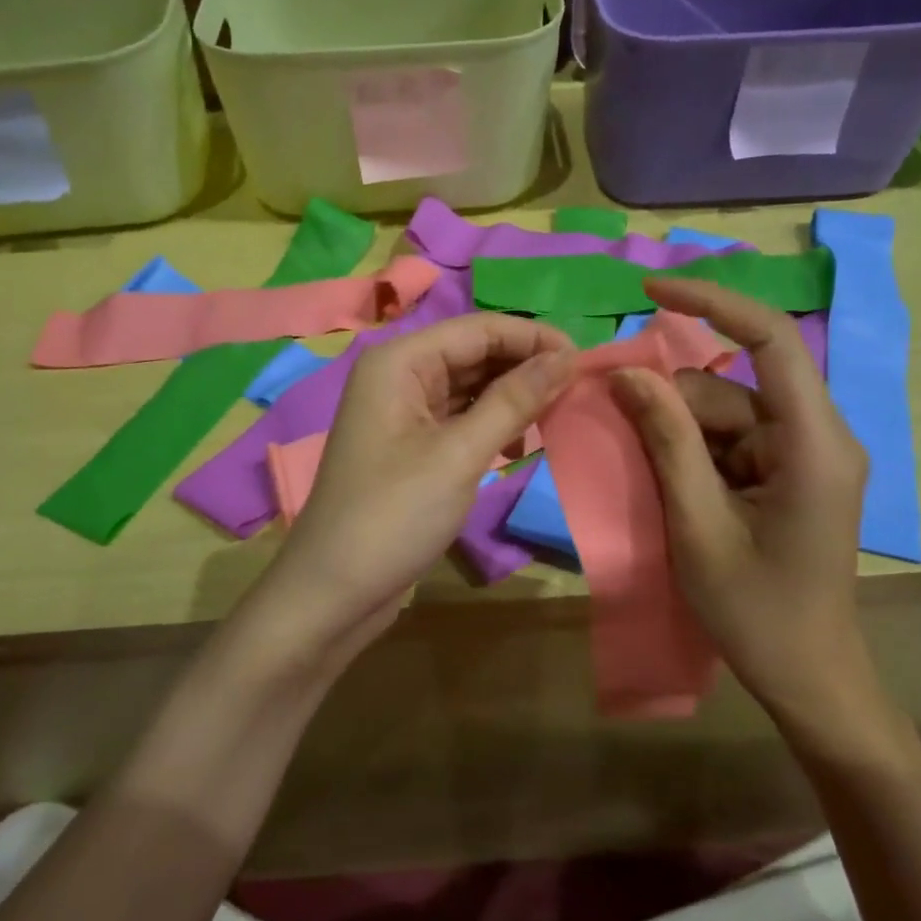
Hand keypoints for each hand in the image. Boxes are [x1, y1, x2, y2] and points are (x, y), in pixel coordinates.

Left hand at [257, 314, 576, 656]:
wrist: (333, 592)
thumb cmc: (393, 516)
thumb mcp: (459, 455)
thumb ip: (514, 400)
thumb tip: (566, 358)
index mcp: (399, 362)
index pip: (478, 329)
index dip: (533, 338)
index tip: (586, 360)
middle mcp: (398, 376)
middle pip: (473, 353)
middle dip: (525, 366)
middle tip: (579, 389)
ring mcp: (402, 413)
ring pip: (469, 387)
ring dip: (512, 396)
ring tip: (559, 412)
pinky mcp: (410, 447)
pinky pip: (459, 418)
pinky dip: (492, 424)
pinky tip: (520, 442)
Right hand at [608, 277, 883, 736]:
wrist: (808, 678)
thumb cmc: (757, 611)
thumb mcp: (698, 525)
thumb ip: (666, 442)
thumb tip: (629, 374)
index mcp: (813, 444)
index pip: (771, 341)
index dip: (713, 304)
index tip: (650, 292)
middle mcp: (816, 436)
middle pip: (731, 385)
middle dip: (672, 402)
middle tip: (619, 429)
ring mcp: (802, 455)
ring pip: (724, 413)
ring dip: (677, 433)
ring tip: (650, 481)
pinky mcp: (787, 473)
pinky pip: (728, 440)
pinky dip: (691, 453)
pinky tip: (671, 489)